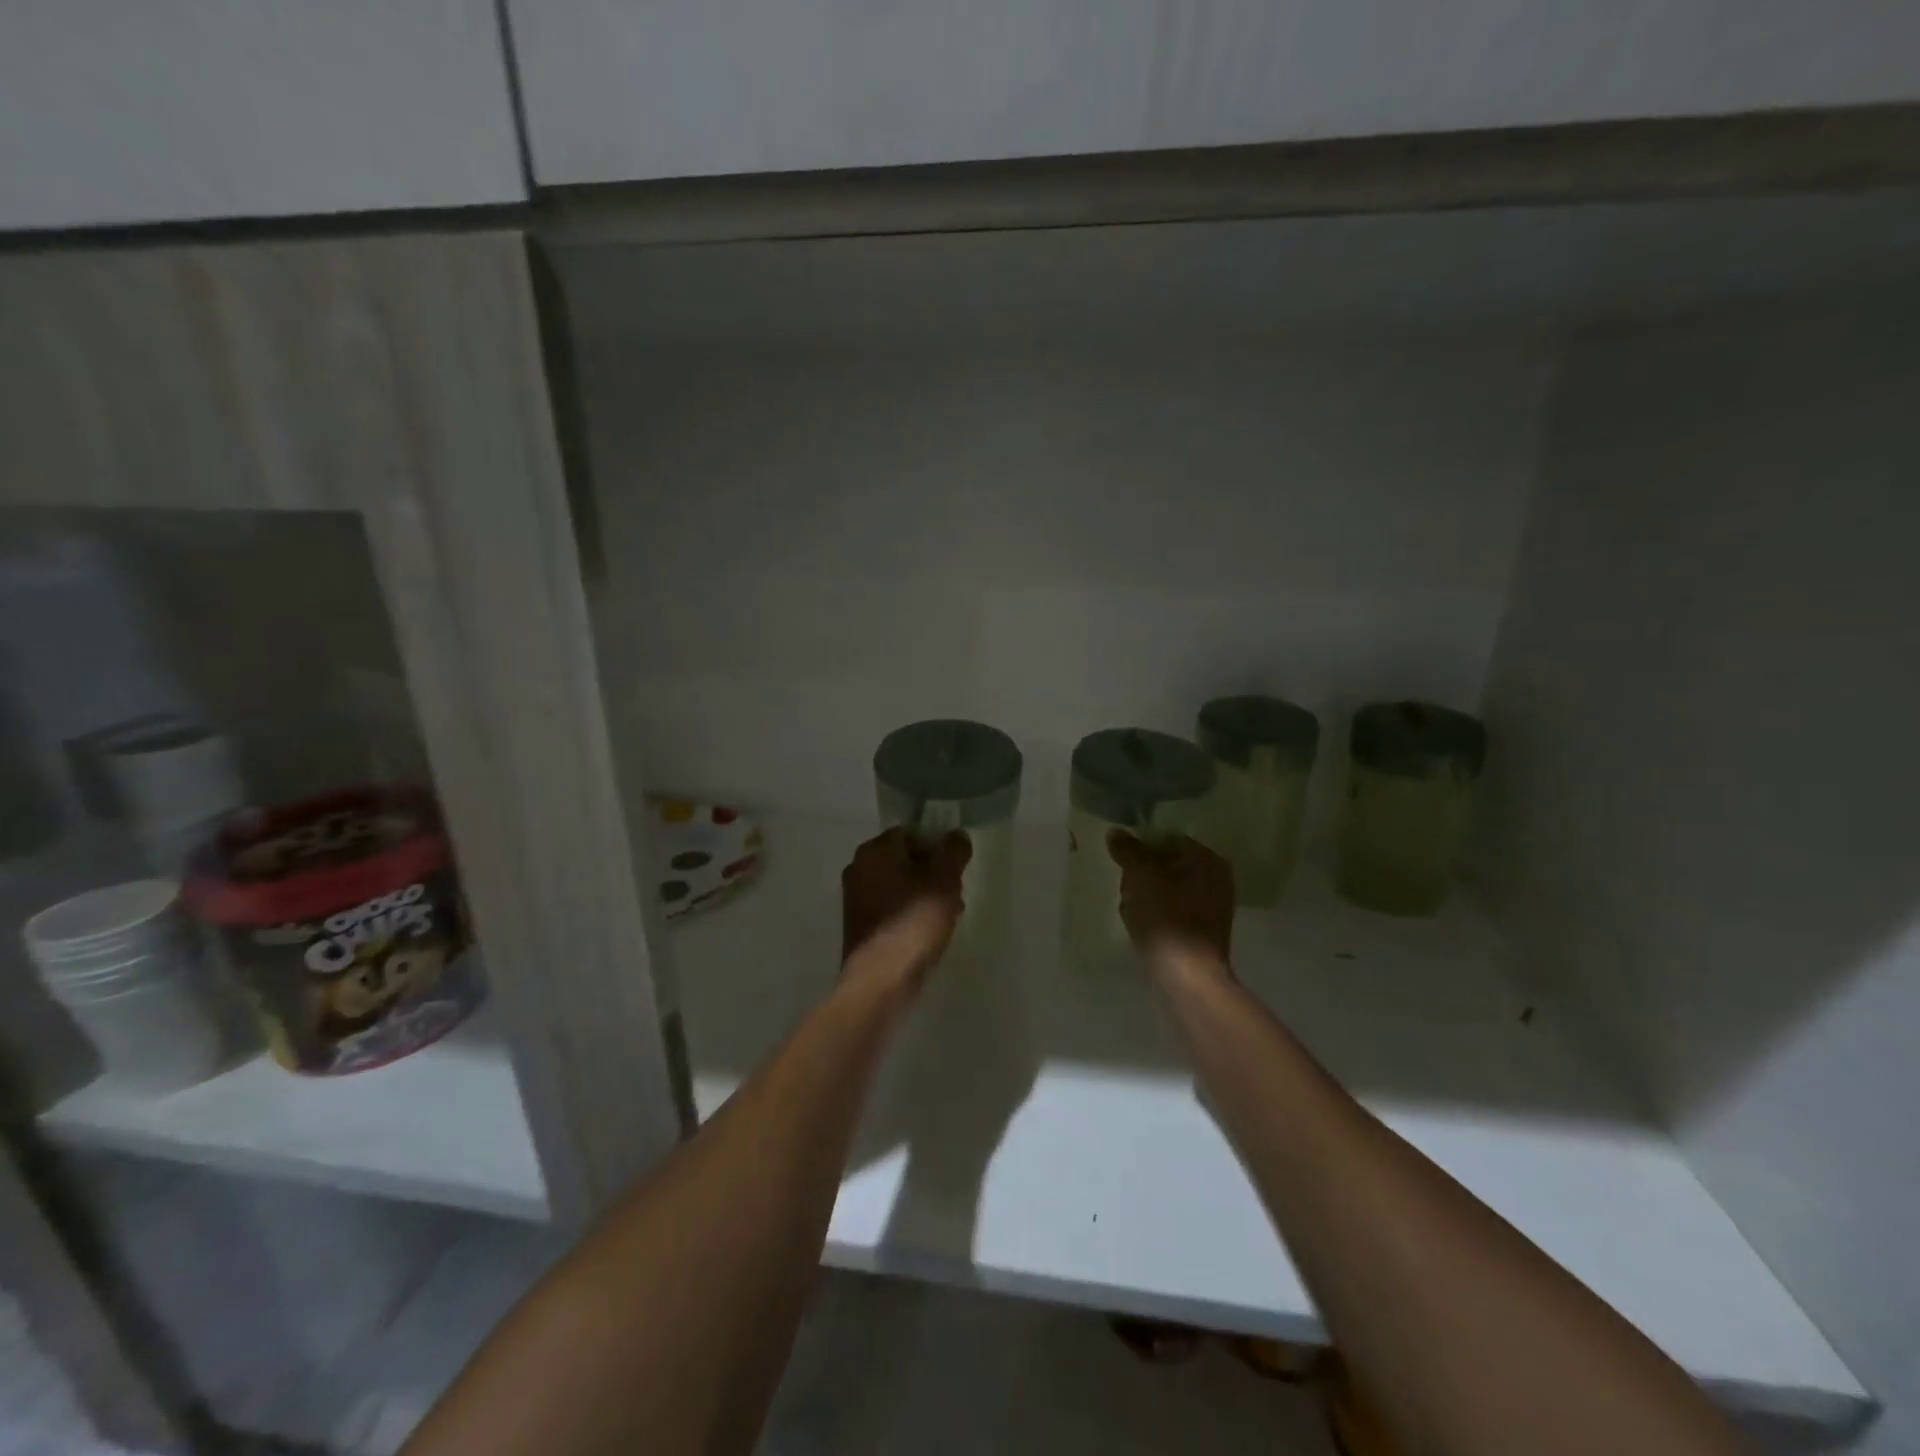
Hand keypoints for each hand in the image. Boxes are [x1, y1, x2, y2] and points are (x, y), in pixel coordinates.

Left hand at [841, 827, 971, 990]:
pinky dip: (911, 912)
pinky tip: (930, 932)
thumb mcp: (944, 881)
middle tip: (955, 892)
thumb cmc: (913, 923)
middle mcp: (859, 868)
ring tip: (949, 915)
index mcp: (875, 850)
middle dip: (933, 872)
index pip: (911, 833)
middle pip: (906, 859)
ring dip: (925, 894)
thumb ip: (953, 851)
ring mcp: (856, 898)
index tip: (956, 868)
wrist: (880, 981)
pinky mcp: (860, 925)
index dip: (938, 846)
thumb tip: (956, 834)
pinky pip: (892, 907)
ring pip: (900, 884)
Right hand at [1107, 830, 1234, 980]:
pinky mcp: (1203, 931)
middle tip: (1126, 889)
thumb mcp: (1140, 877)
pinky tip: (1142, 927)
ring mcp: (1212, 907)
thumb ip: (1128, 850)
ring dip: (1145, 896)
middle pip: (1167, 864)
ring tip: (1131, 911)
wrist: (1187, 978)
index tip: (1122, 862)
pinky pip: (1173, 911)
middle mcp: (1216, 879)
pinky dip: (1156, 915)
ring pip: (1167, 889)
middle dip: (1142, 874)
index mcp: (1207, 859)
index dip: (1141, 847)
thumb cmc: (1166, 919)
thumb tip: (1116, 832)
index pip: (1168, 838)